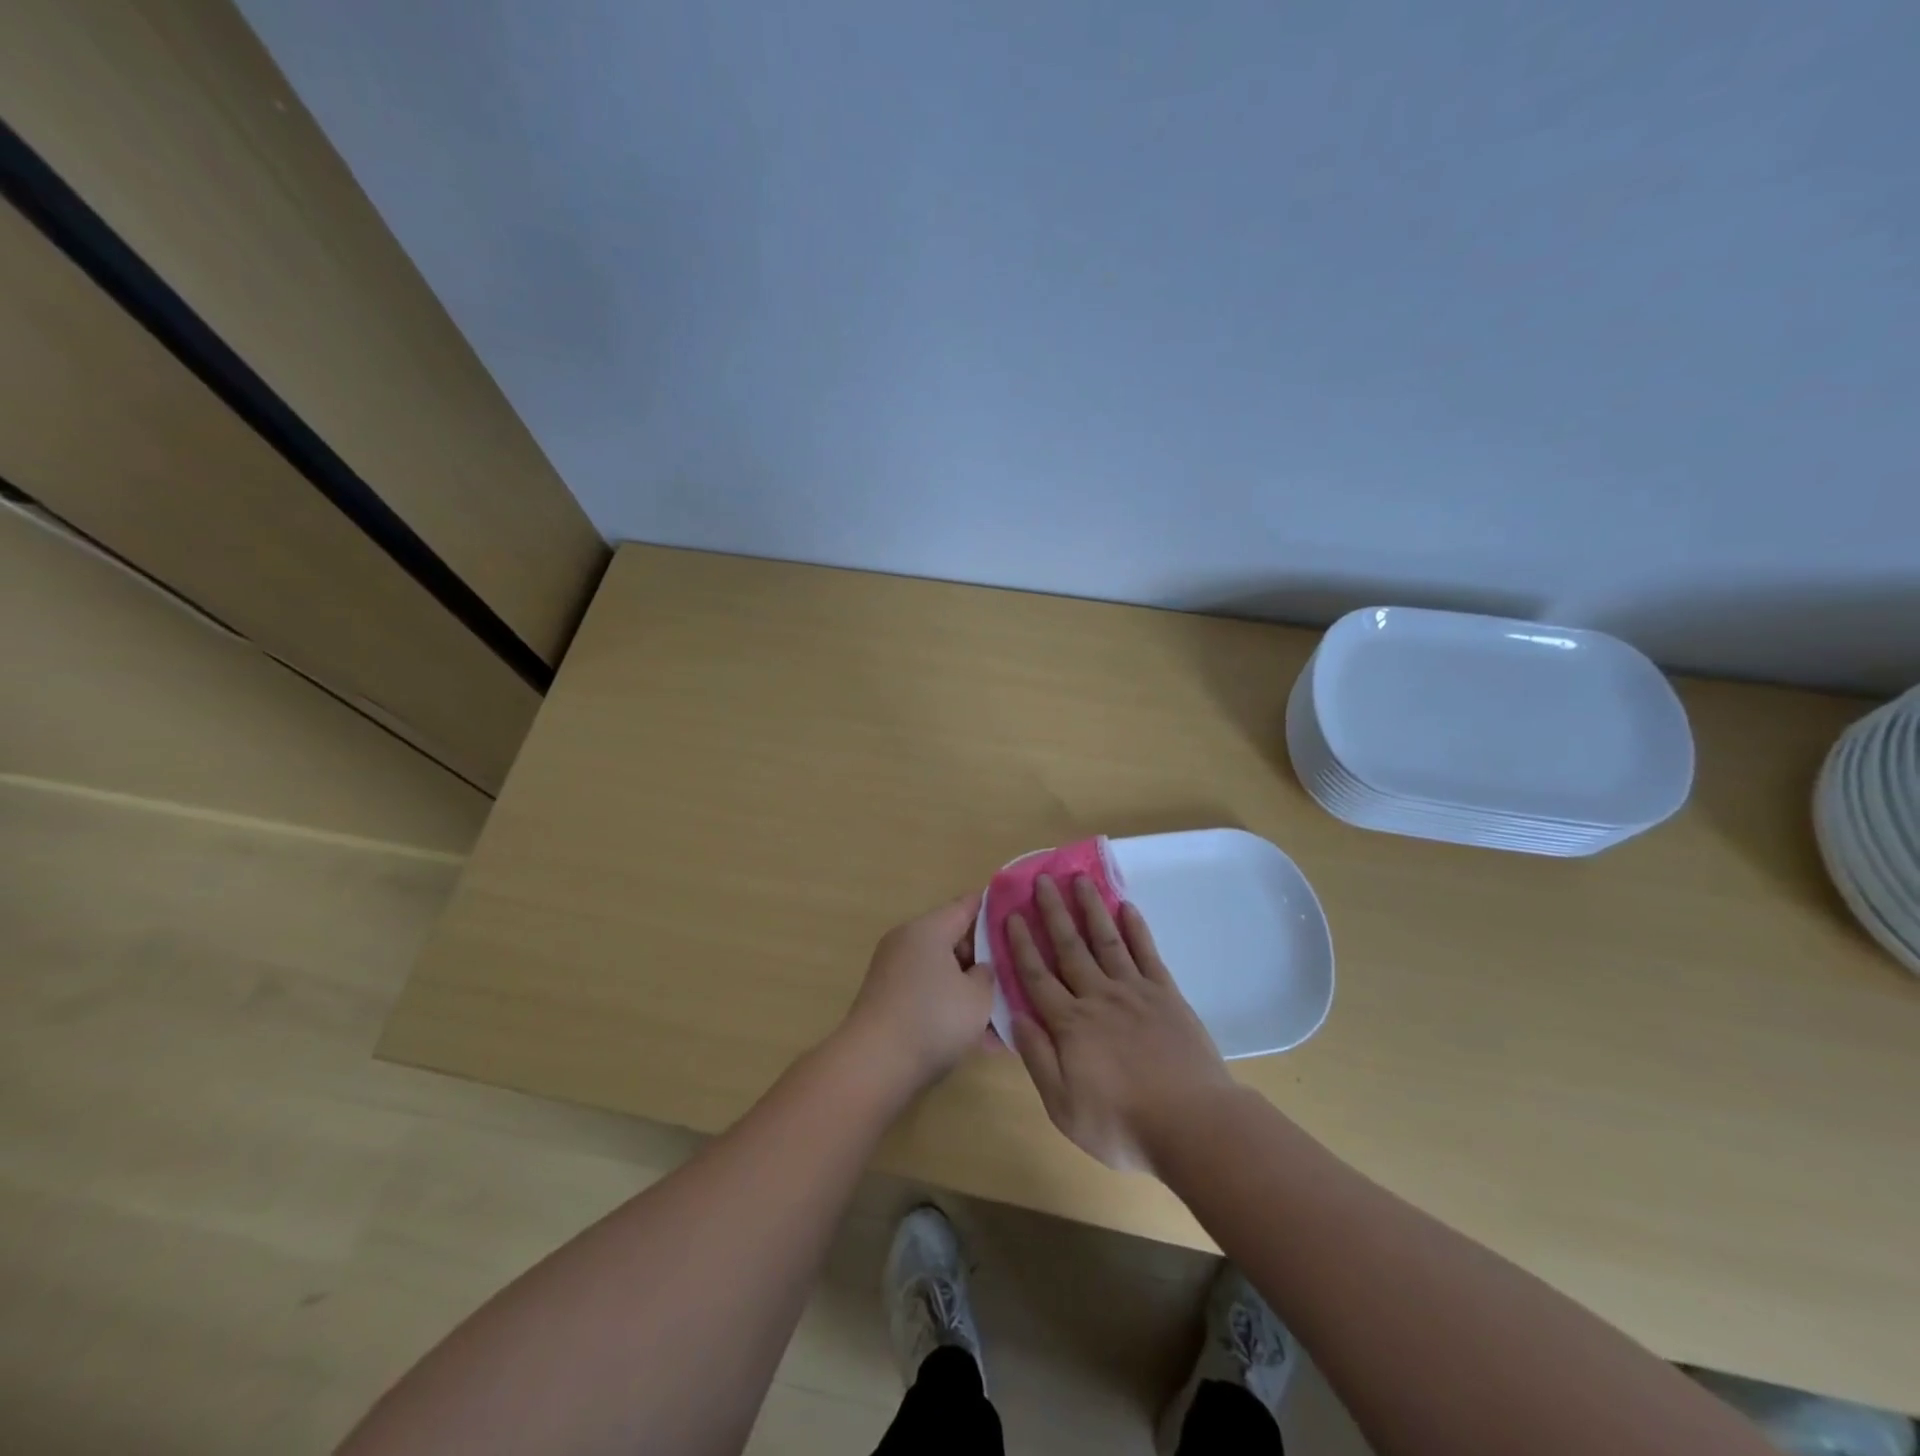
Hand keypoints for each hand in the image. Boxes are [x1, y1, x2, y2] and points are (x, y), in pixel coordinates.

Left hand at [843, 894, 995, 1091]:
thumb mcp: (978, 997)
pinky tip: (976, 1038)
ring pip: (943, 972)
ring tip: (1000, 1018)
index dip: (994, 908)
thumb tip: (978, 969)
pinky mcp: (887, 1000)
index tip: (1019, 914)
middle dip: (985, 958)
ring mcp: (893, 971)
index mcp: (928, 929)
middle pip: (954, 939)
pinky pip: (928, 993)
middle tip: (1014, 977)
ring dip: (969, 990)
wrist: (873, 1066)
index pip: (967, 905)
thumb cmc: (933, 1020)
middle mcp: (907, 942)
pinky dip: (950, 1007)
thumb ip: (987, 975)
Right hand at [1007, 874, 1234, 1172]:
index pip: (1037, 976)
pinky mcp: (1167, 995)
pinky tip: (1126, 907)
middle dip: (1053, 912)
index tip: (1012, 913)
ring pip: (1106, 940)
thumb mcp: (1063, 1107)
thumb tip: (1015, 1016)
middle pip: (1070, 947)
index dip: (1022, 944)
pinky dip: (1136, 928)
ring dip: (1091, 908)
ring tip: (1080, 880)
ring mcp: (1135, 992)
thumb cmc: (1121, 1124)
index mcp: (1070, 1024)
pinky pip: (1147, 953)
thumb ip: (1037, 1058)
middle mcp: (1098, 997)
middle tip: (1042, 879)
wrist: (1193, 1126)